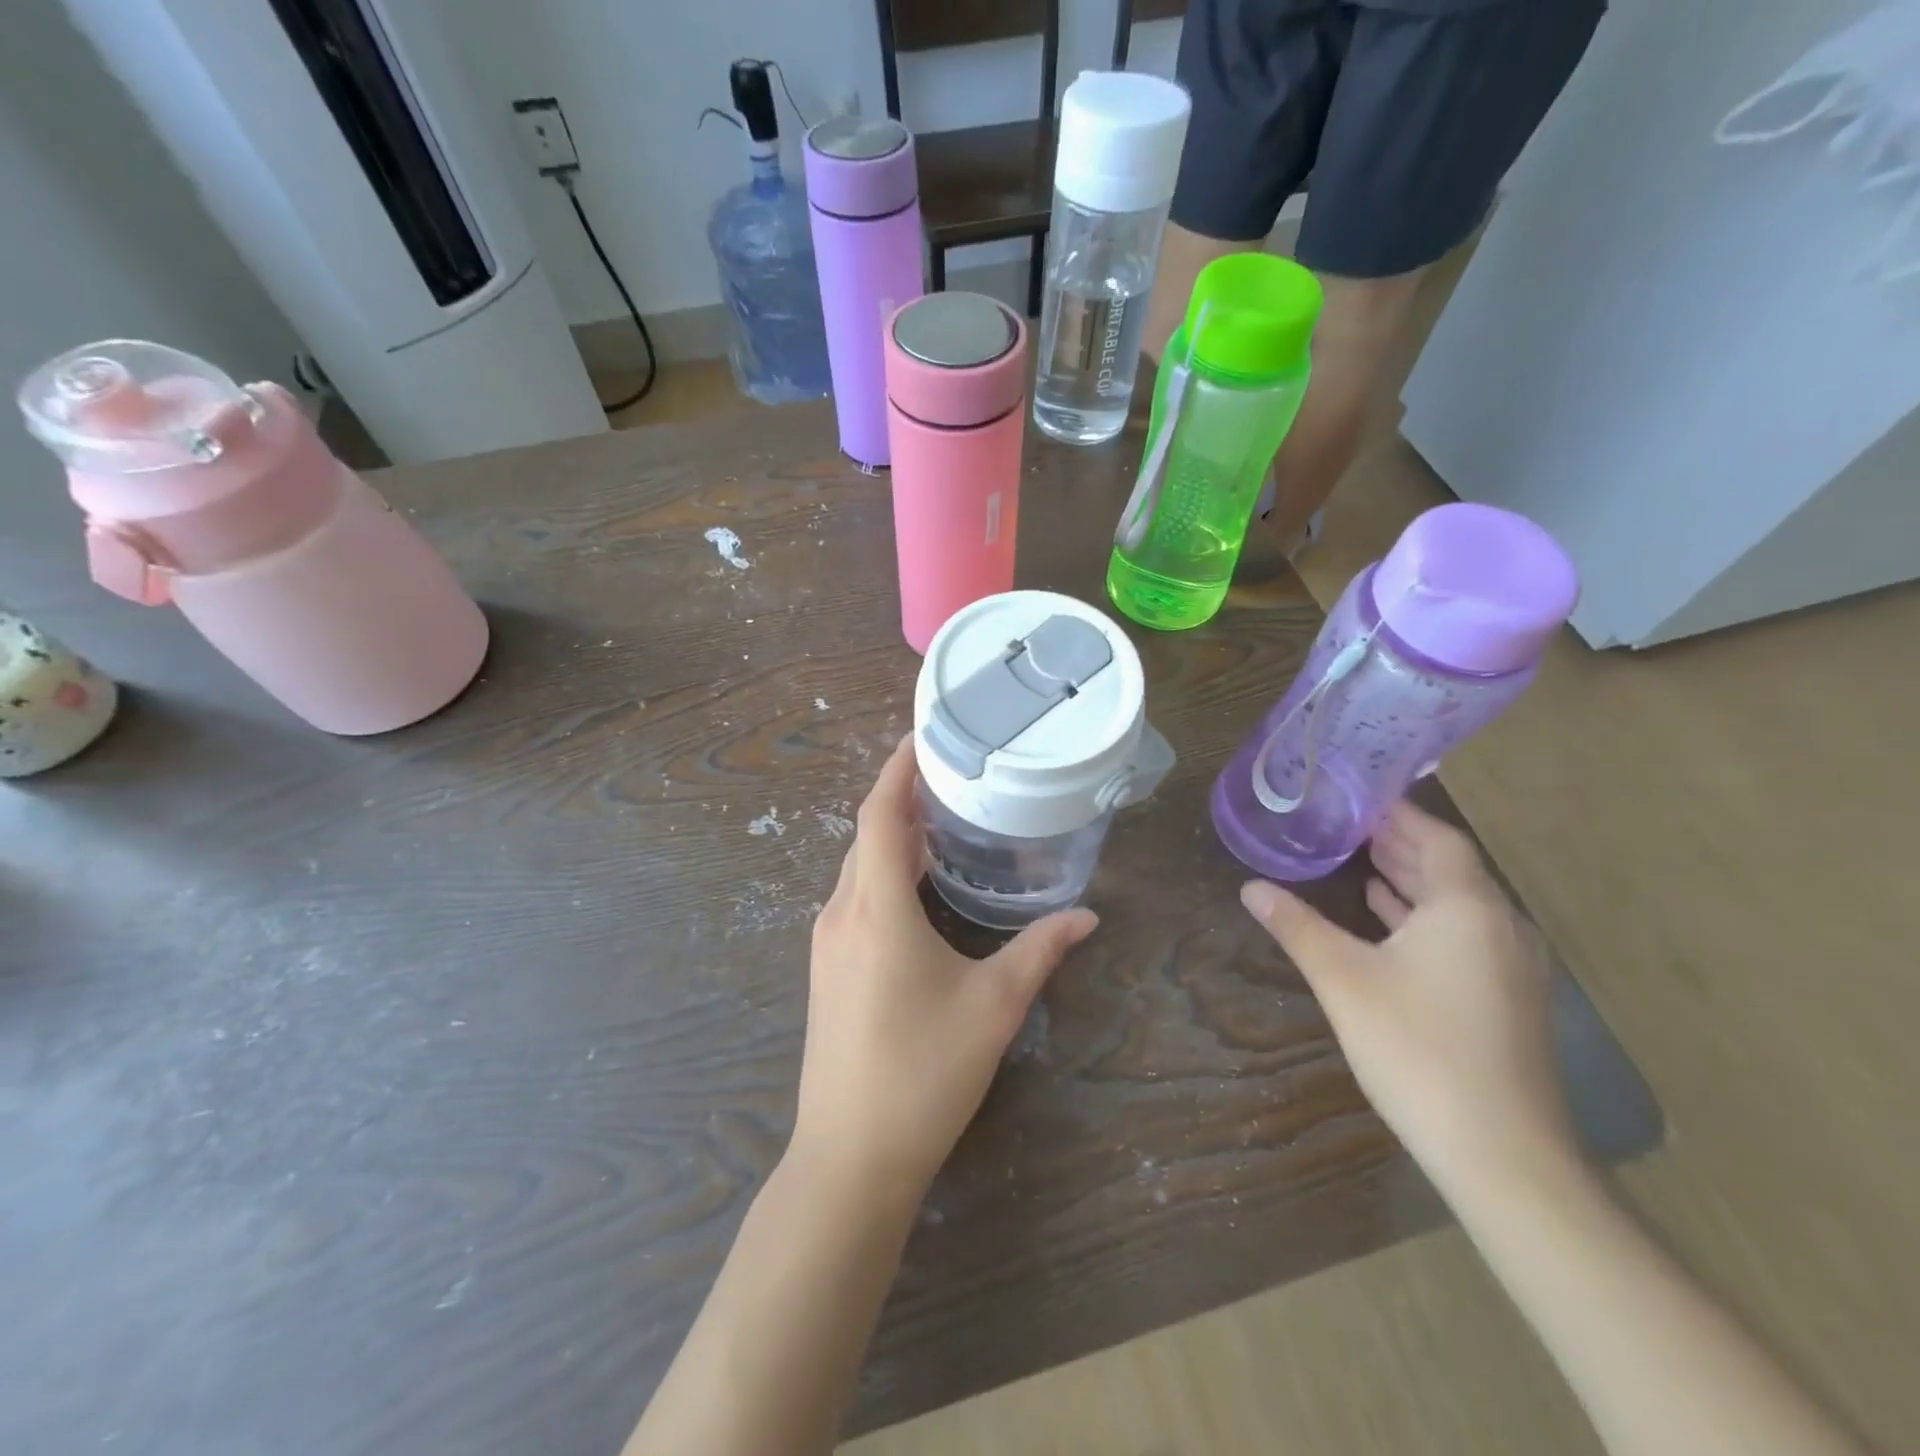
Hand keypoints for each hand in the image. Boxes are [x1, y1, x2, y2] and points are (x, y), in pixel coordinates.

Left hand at [792, 736, 1097, 1202]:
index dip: (897, 769)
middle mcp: (841, 913)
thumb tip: (1086, 916)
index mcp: (875, 908)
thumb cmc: (924, 1072)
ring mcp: (827, 943)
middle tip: (950, 776)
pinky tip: (917, 887)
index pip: (878, 815)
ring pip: (857, 868)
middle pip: (866, 835)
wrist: (850, 1157)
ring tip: (940, 821)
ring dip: (891, 838)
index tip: (923, 737)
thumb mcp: (994, 1006)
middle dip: (901, 798)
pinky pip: (854, 898)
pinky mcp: (827, 970)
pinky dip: (883, 874)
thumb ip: (1040, 951)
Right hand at [1238, 801, 1576, 1195]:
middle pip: (1449, 868)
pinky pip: (1464, 935)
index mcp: (1466, 908)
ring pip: (1457, 904)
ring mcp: (1509, 966)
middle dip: (1400, 843)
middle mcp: (1499, 926)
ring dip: (1412, 880)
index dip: (1398, 815)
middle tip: (1348, 824)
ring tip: (1361, 863)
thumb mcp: (1343, 980)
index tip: (1357, 796)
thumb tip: (1251, 887)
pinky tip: (1389, 923)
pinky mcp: (1507, 999)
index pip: (1436, 838)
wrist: (1502, 1153)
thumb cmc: (1417, 1048)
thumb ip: (1297, 926)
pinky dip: (1425, 918)